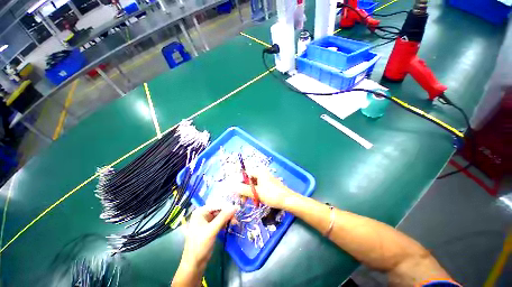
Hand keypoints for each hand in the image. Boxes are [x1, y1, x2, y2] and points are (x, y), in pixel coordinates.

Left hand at [181, 206, 235, 270]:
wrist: (194, 264)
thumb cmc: (200, 246)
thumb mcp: (212, 230)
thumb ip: (223, 217)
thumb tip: (235, 206)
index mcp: (200, 212)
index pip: (216, 205)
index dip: (227, 206)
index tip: (237, 209)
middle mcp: (203, 214)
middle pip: (218, 210)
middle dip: (227, 213)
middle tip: (236, 218)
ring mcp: (206, 221)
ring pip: (220, 215)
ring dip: (227, 218)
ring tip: (235, 222)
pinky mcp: (209, 227)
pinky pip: (219, 221)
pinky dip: (225, 223)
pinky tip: (230, 225)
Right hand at [235, 171, 297, 208]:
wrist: (288, 200)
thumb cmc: (272, 195)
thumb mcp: (256, 193)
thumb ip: (244, 189)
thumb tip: (233, 187)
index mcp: (259, 172)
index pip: (246, 175)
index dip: (240, 184)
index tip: (237, 194)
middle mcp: (262, 173)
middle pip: (249, 180)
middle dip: (245, 190)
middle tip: (243, 200)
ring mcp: (266, 179)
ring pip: (254, 185)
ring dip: (250, 193)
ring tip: (250, 201)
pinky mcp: (269, 185)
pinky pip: (259, 187)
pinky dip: (256, 193)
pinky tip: (256, 200)